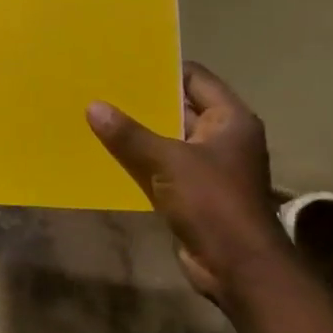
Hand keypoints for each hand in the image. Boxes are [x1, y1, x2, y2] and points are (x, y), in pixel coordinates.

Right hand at [86, 63, 291, 306]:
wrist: (239, 269)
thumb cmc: (213, 203)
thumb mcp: (167, 162)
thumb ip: (129, 134)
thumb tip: (93, 106)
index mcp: (229, 119)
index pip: (194, 78)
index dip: (162, 68)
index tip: (124, 62)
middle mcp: (222, 137)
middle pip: (179, 106)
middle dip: (144, 100)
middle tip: (103, 85)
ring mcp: (210, 166)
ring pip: (168, 138)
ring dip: (140, 132)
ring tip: (98, 113)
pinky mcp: (196, 192)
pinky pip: (163, 165)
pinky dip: (141, 159)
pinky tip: (110, 151)